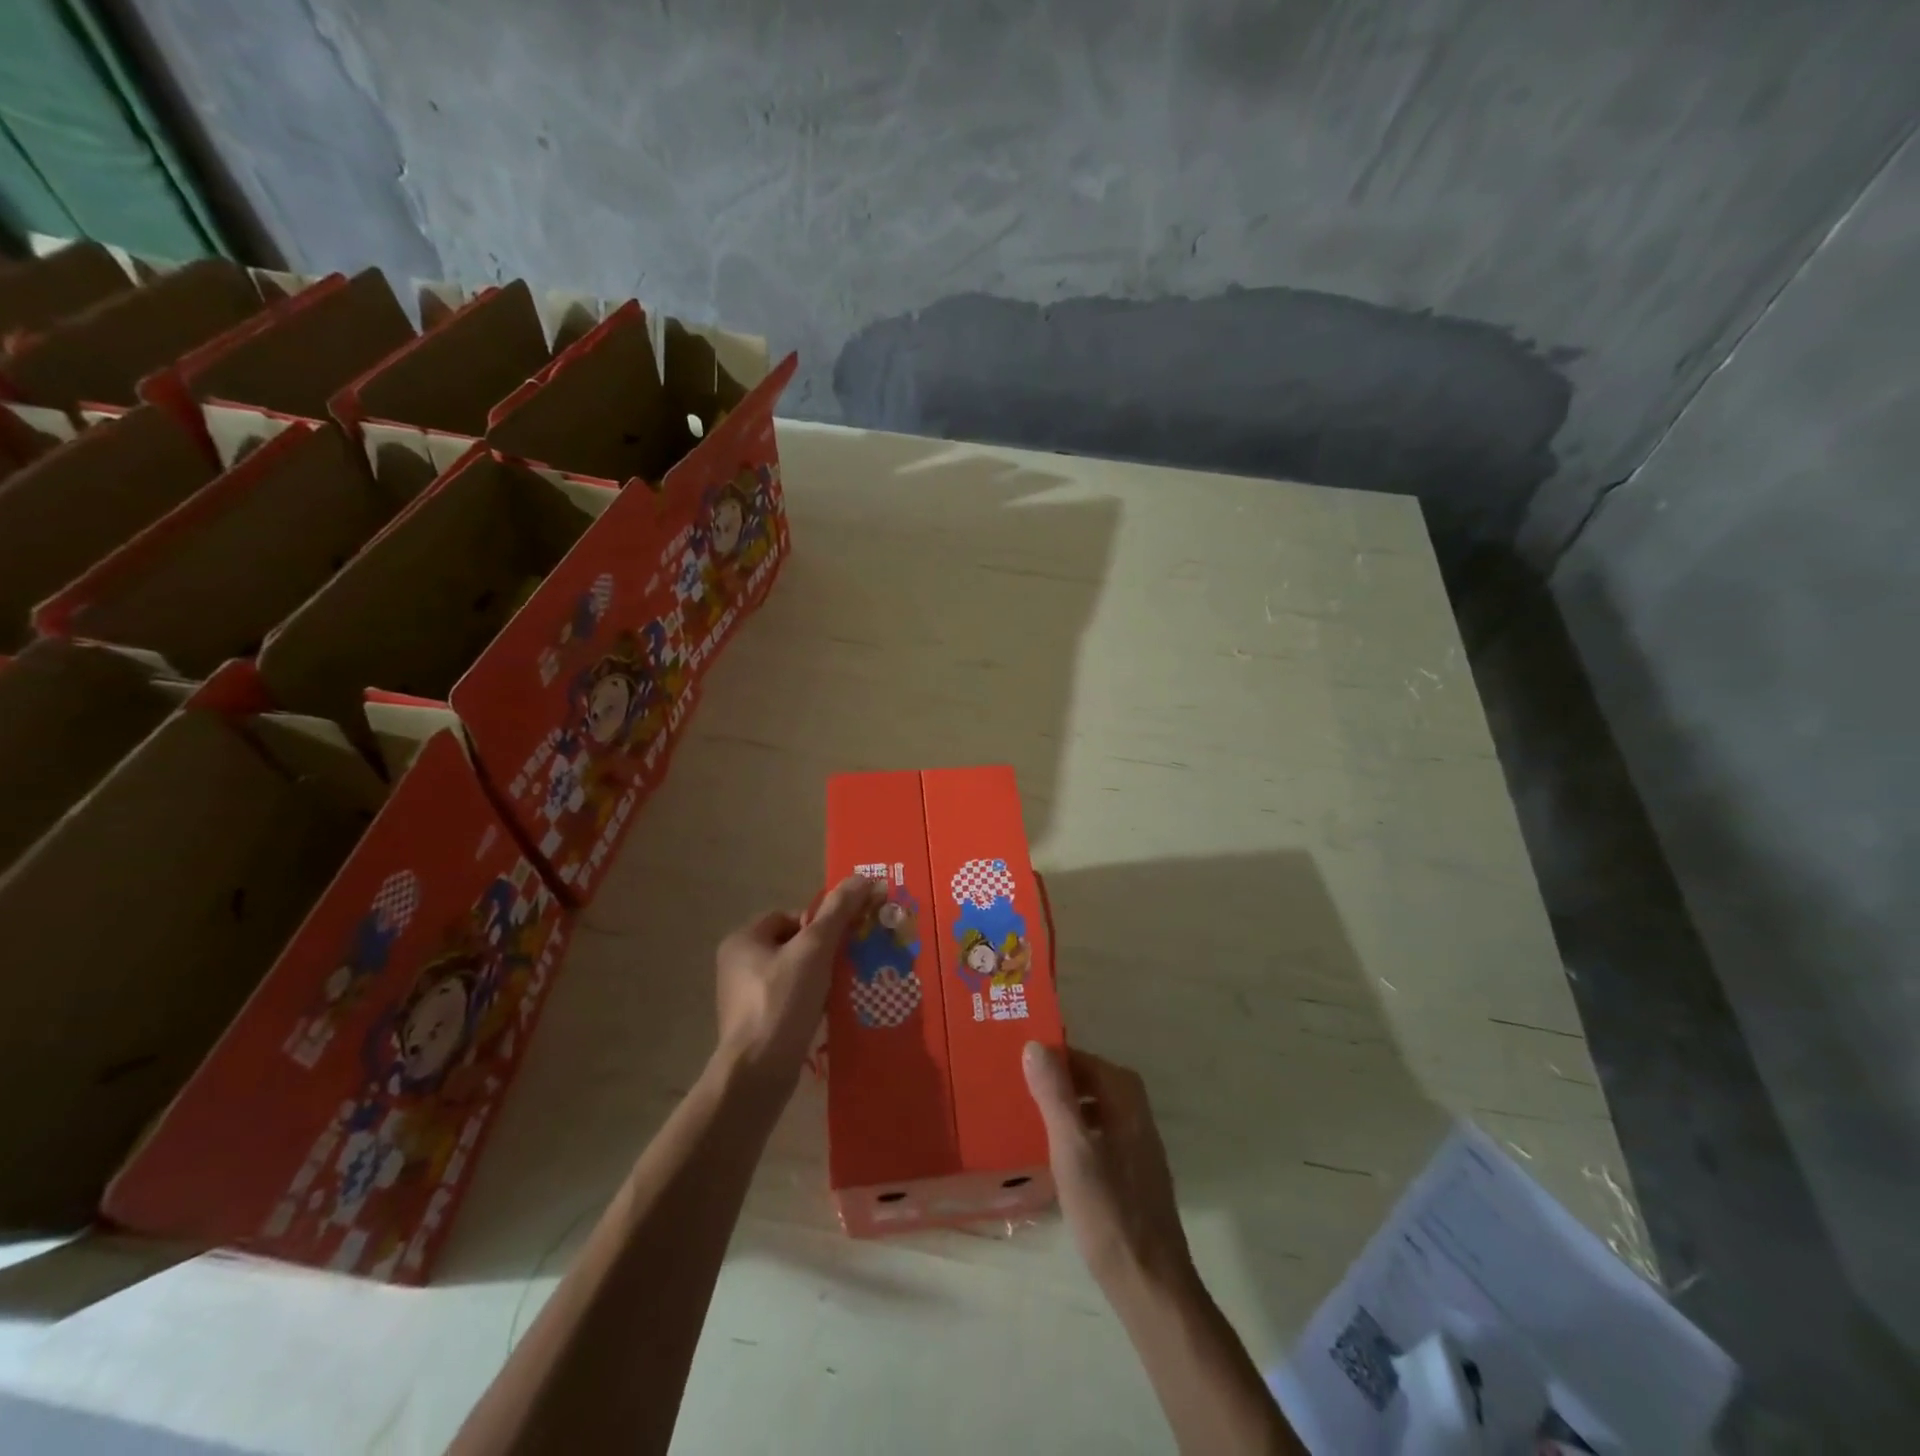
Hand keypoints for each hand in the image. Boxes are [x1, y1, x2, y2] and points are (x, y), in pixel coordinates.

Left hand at [714, 875, 882, 1088]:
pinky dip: (811, 1002)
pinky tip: (828, 1012)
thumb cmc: (782, 1001)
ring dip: (821, 978)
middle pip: (795, 944)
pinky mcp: (756, 1025)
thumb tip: (864, 878)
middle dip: (824, 952)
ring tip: (841, 990)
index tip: (842, 942)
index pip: (791, 916)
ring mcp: (744, 998)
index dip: (821, 924)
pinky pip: (791, 1000)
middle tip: (848, 964)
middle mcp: (738, 965)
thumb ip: (839, 912)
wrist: (758, 1073)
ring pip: (796, 973)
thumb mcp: (815, 949)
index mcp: (743, 940)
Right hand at [1023, 1043, 1194, 1294]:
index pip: (1087, 1059)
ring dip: (1069, 1105)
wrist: (1149, 1283)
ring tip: (1033, 1117)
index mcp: (1126, 1100)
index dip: (1055, 1057)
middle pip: (1094, 1080)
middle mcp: (1138, 1114)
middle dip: (1061, 1079)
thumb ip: (1055, 1095)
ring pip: (1098, 1108)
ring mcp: (1139, 1146)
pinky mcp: (1135, 1174)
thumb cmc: (1108, 1210)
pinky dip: (1079, 1132)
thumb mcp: (1072, 1148)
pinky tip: (1058, 1156)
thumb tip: (1036, 1045)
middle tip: (1022, 1088)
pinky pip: (1101, 1134)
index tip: (1021, 1062)